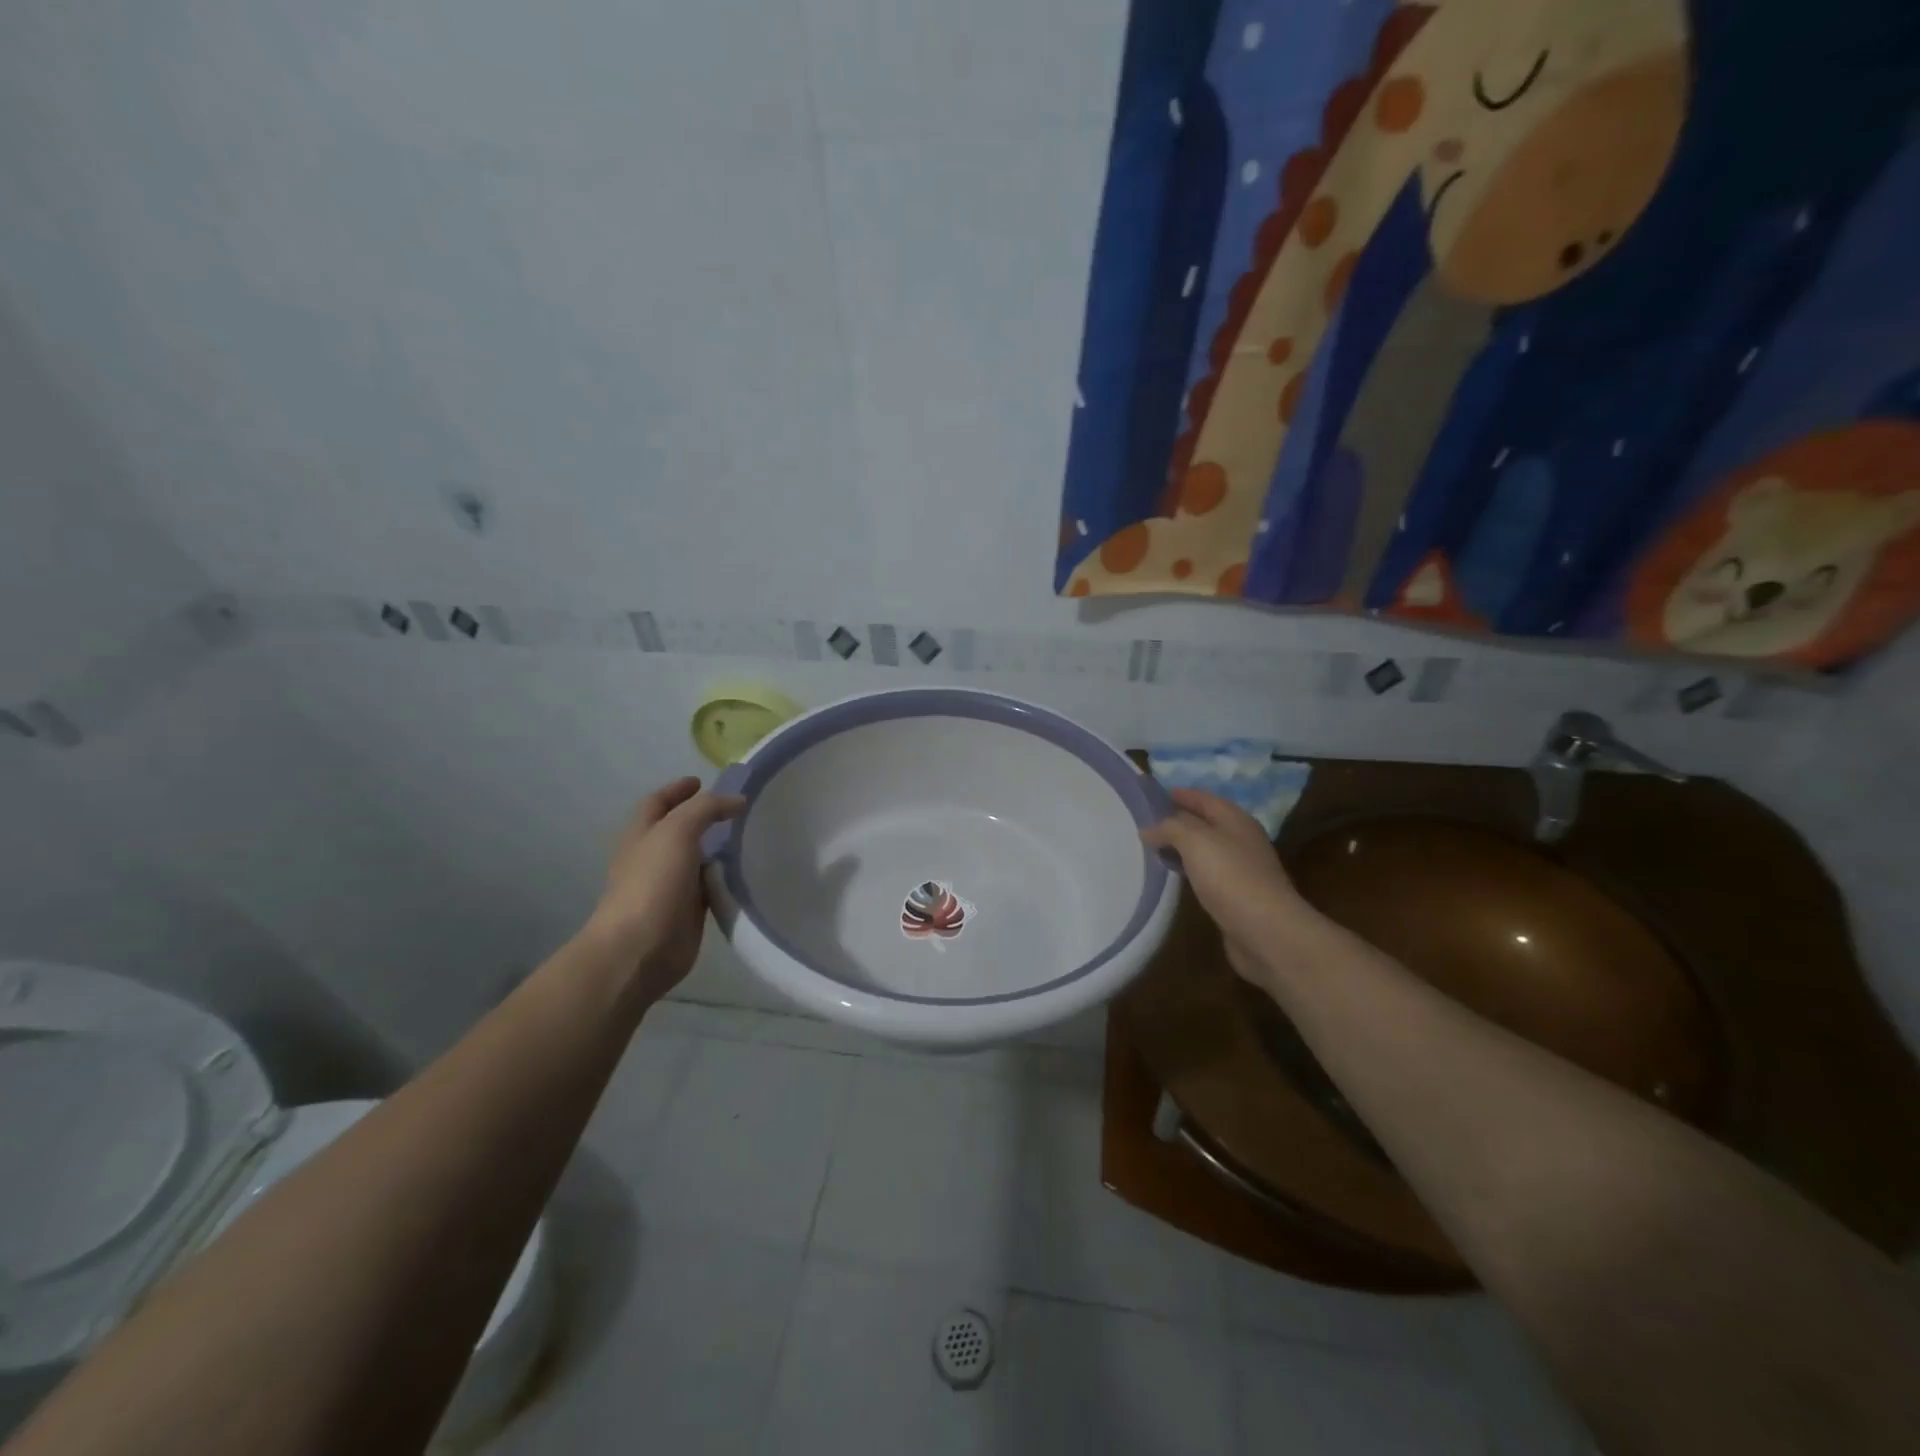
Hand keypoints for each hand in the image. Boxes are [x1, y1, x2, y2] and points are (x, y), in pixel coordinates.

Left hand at [583, 777, 744, 1001]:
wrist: (640, 949)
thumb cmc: (652, 884)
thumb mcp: (677, 832)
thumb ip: (706, 809)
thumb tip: (737, 801)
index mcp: (641, 835)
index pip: (658, 802)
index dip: (678, 789)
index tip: (702, 780)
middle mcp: (653, 857)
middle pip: (678, 829)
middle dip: (701, 816)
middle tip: (736, 809)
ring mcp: (669, 886)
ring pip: (697, 858)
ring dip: (718, 848)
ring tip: (749, 836)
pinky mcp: (688, 912)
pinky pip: (710, 887)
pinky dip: (725, 878)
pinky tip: (747, 872)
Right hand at [1141, 788, 1335, 990]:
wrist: (1267, 931)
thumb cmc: (1231, 877)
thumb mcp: (1195, 840)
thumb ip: (1170, 827)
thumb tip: (1149, 828)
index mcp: (1235, 819)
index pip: (1202, 798)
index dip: (1178, 794)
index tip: (1150, 795)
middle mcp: (1240, 840)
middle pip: (1204, 822)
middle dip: (1177, 820)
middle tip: (1145, 823)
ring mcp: (1241, 869)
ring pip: (1205, 849)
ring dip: (1181, 847)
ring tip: (1153, 848)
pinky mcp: (1236, 896)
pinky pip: (1207, 874)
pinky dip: (1188, 869)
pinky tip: (1173, 877)